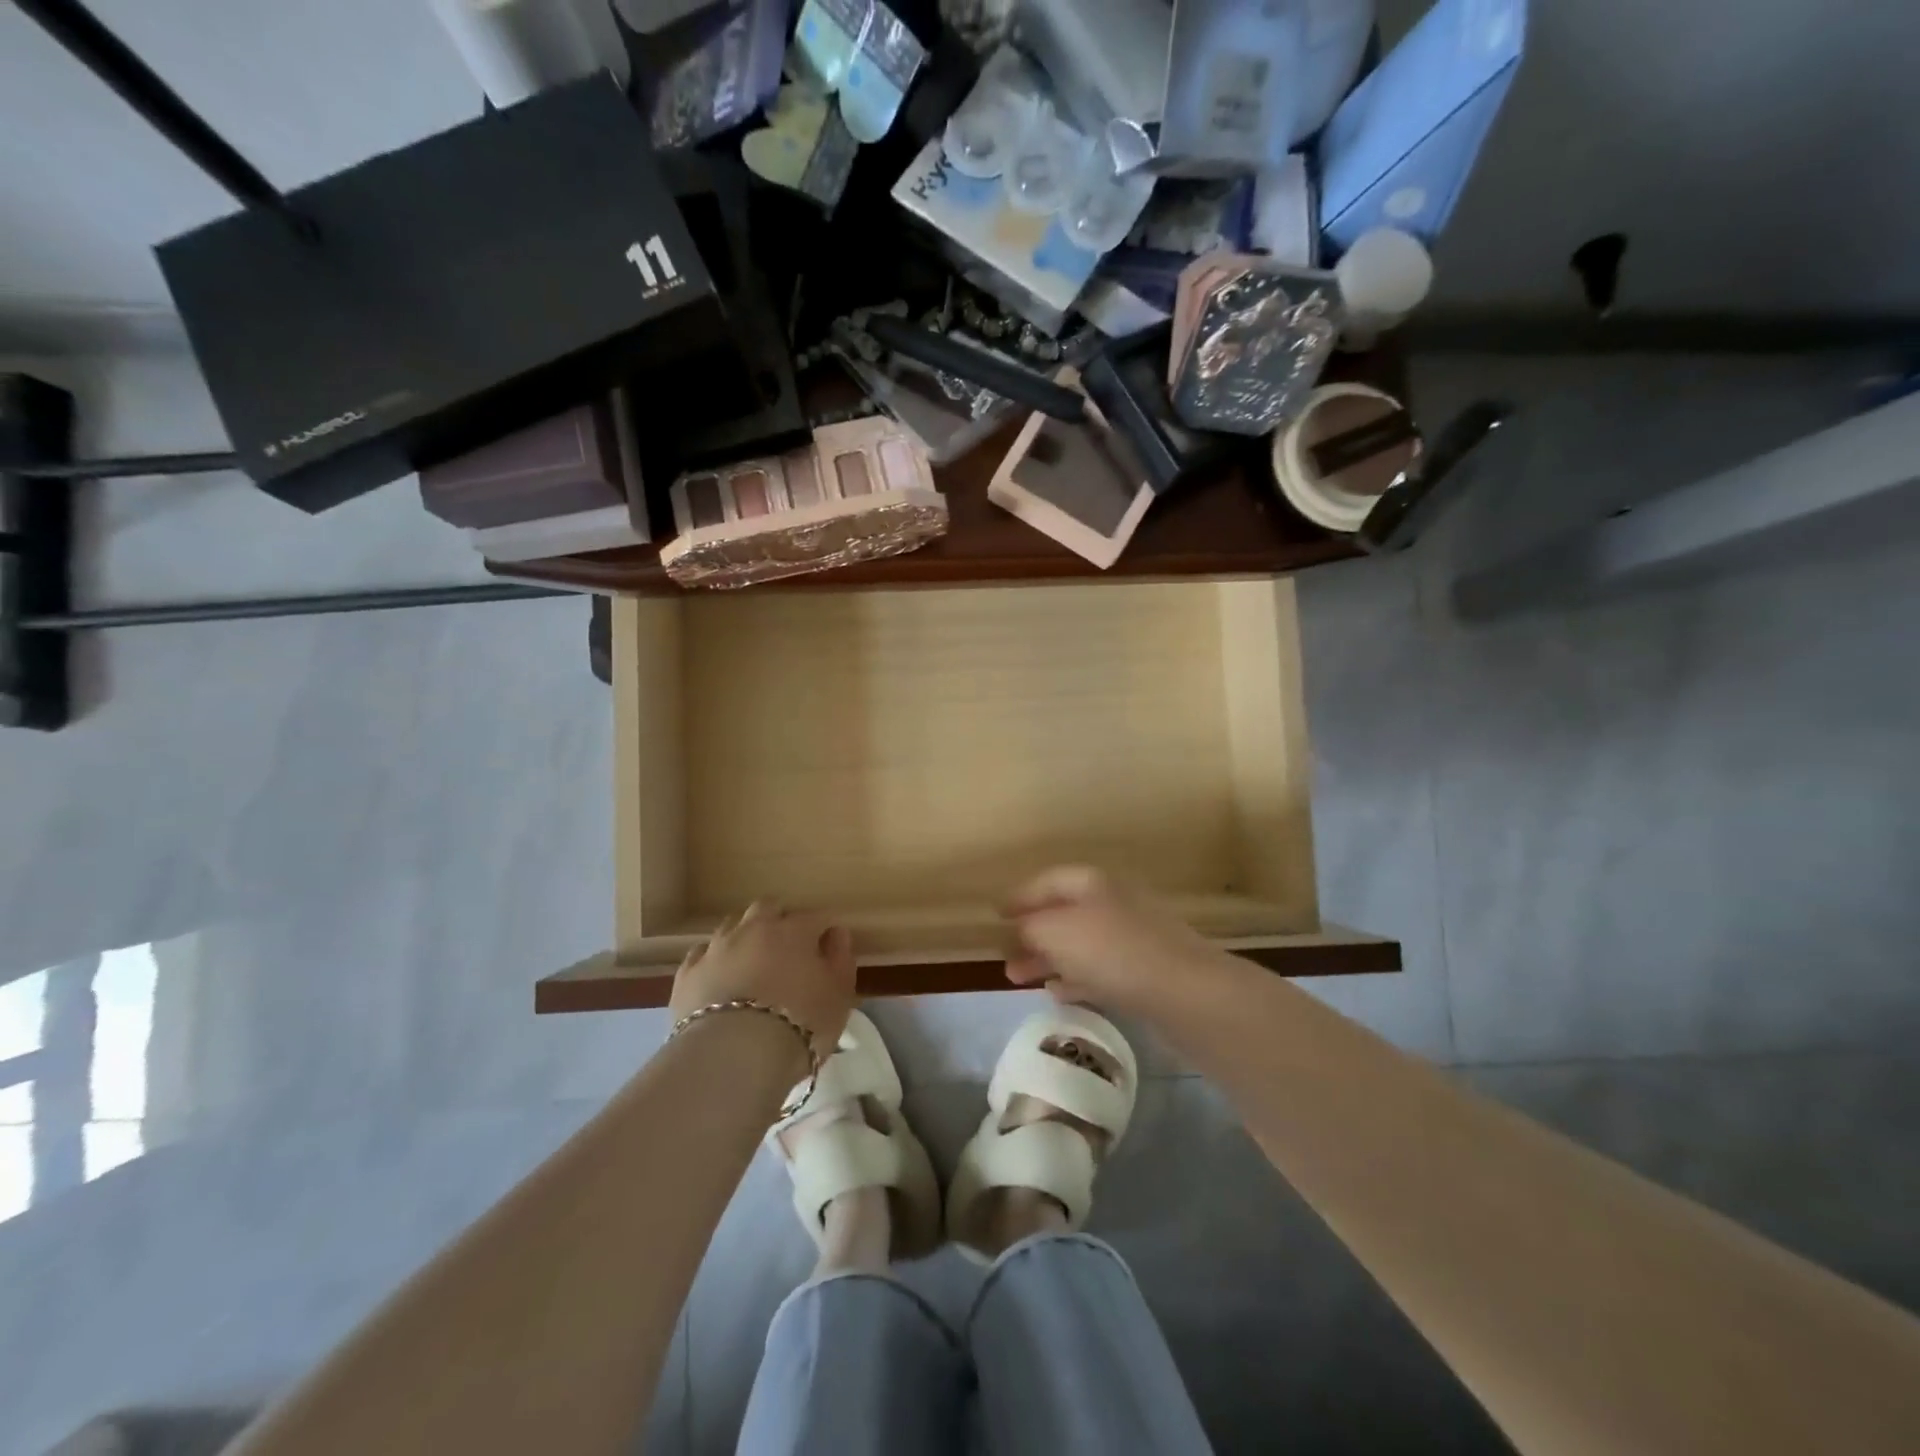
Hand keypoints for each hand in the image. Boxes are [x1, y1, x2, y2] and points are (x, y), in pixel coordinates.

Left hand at [671, 901, 856, 1058]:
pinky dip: (713, 960)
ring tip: (751, 961)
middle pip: (767, 908)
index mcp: (793, 930)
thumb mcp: (839, 996)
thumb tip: (836, 933)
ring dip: (744, 936)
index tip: (828, 945)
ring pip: (732, 926)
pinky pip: (702, 954)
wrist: (734, 1056)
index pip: (814, 917)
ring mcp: (716, 948)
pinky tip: (719, 976)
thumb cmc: (800, 1023)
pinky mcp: (687, 974)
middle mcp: (753, 928)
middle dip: (778, 919)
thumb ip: (841, 960)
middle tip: (787, 946)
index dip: (822, 929)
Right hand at [1002, 866, 1228, 1017]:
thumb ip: (1030, 927)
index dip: (1020, 896)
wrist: (1186, 991)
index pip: (1047, 881)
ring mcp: (1133, 936)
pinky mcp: (1145, 970)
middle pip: (1063, 913)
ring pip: (1080, 943)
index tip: (996, 915)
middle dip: (1031, 933)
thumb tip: (1020, 928)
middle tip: (1004, 955)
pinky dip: (1076, 977)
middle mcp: (1113, 901)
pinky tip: (1059, 993)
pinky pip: (1100, 969)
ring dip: (1049, 958)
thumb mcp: (1056, 932)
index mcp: (1092, 882)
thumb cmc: (1112, 951)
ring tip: (1020, 978)